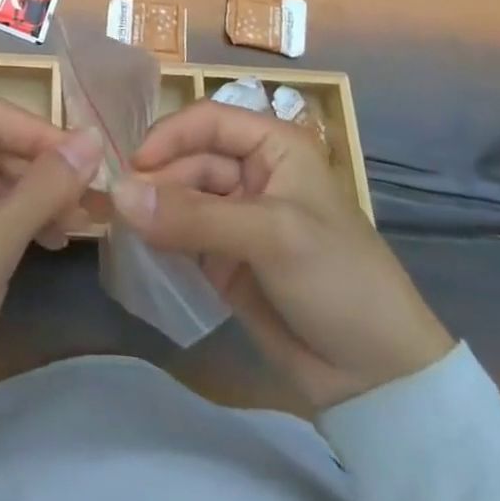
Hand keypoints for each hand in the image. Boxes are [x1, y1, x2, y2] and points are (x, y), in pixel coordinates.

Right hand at [114, 101, 452, 411]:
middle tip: (122, 208)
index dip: (169, 135)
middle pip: (189, 159)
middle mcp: (252, 172)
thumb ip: (193, 216)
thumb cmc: (338, 278)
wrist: (380, 379)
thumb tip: (118, 194)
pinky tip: (142, 245)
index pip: (208, 121)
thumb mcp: (270, 236)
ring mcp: (238, 216)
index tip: (134, 165)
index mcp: (273, 146)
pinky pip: (183, 234)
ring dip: (155, 209)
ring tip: (126, 228)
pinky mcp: (226, 258)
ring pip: (182, 196)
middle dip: (158, 179)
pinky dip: (161, 236)